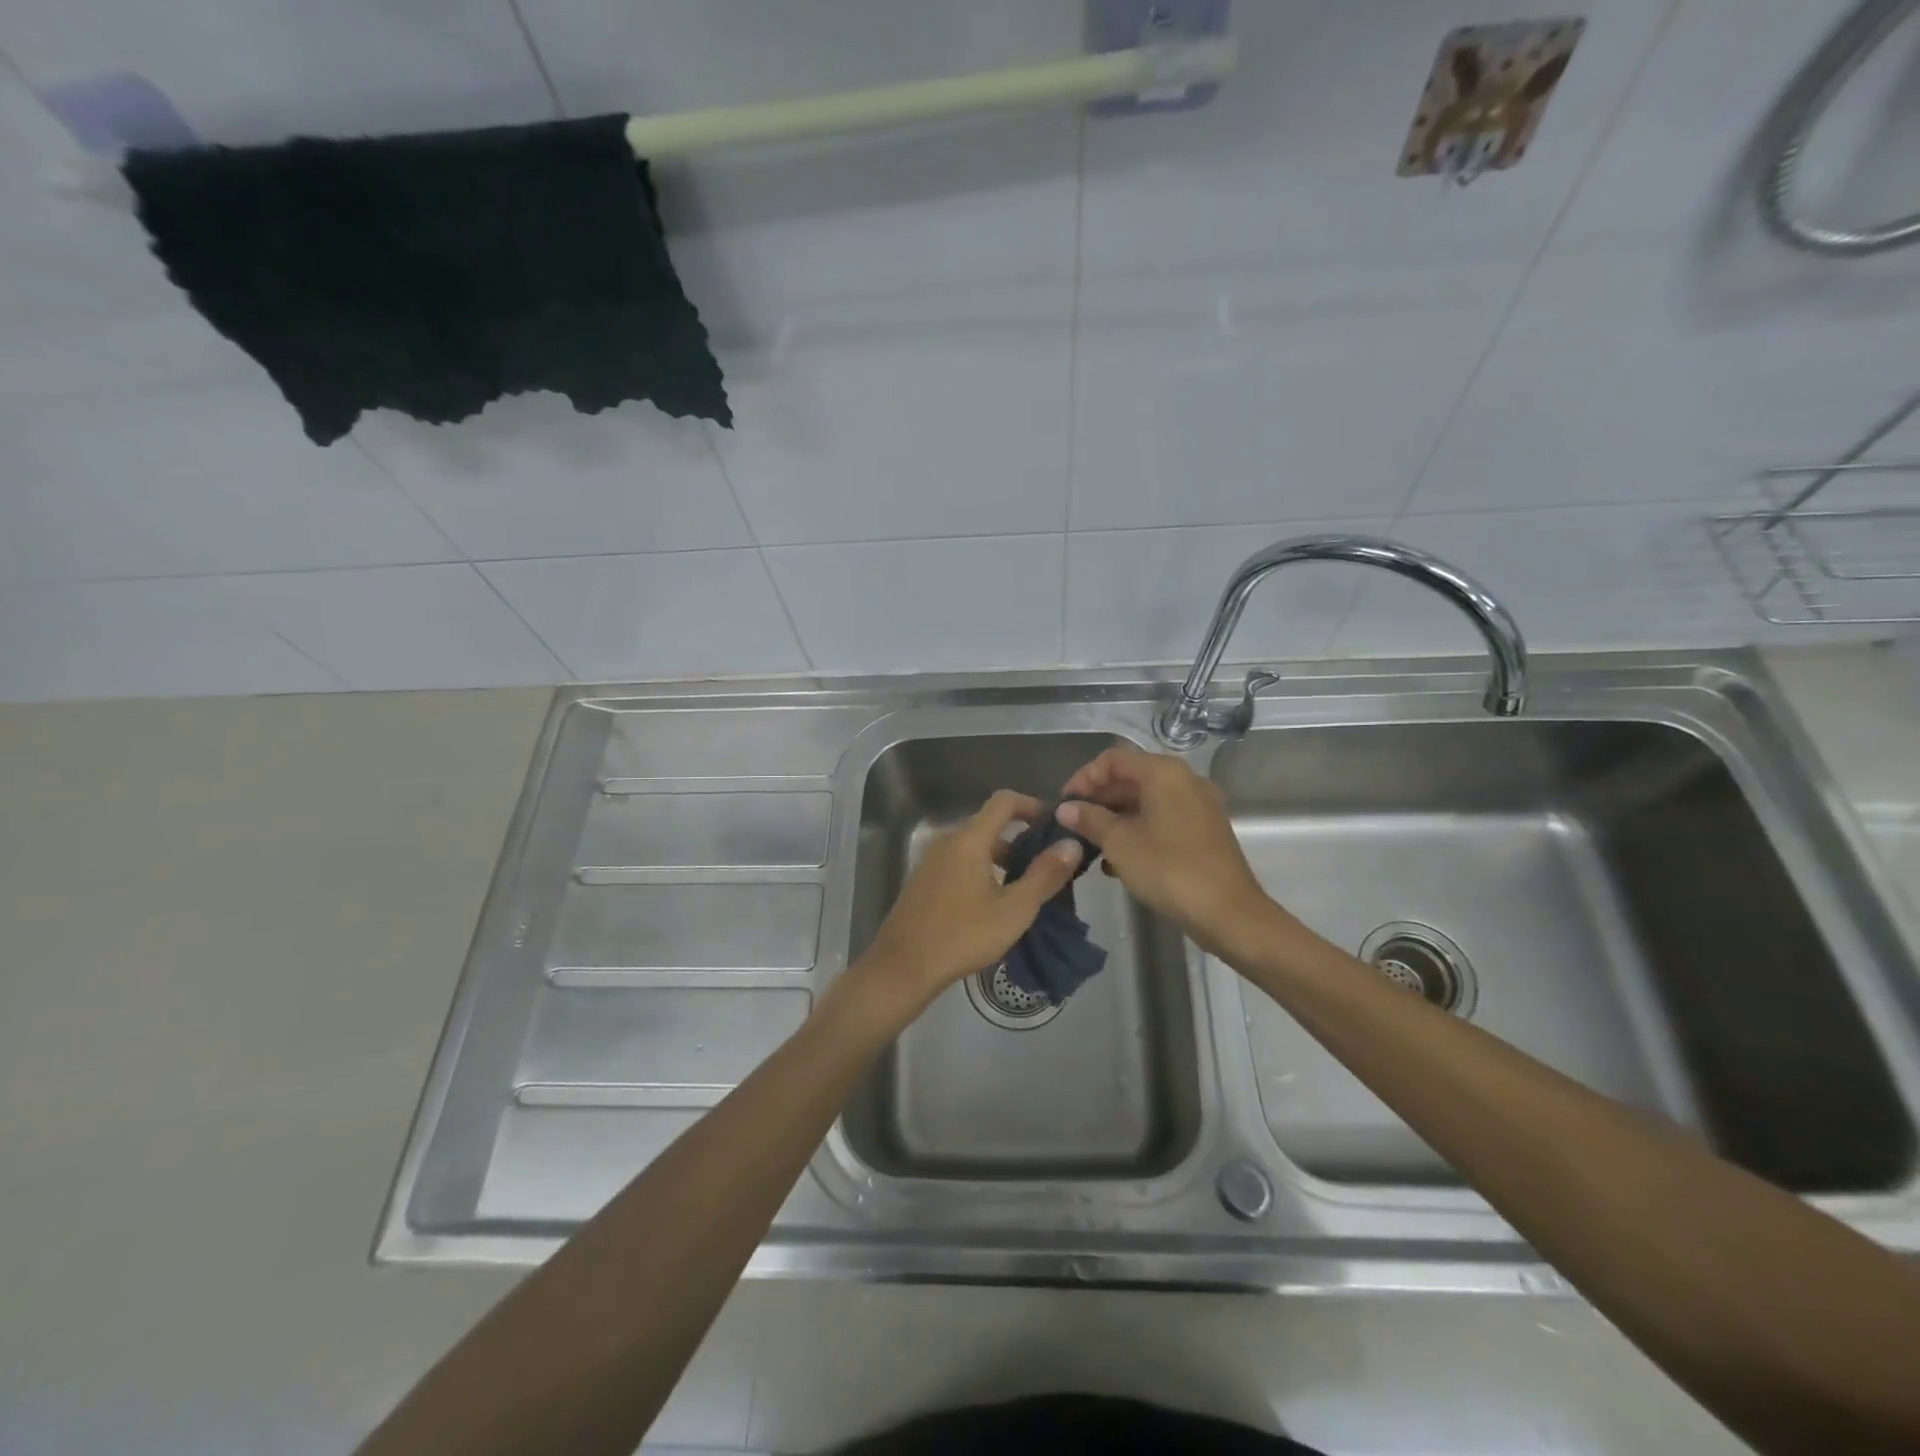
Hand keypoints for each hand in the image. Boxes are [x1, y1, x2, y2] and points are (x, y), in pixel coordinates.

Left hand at [848, 789, 1084, 1021]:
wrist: (903, 967)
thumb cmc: (963, 935)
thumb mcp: (1014, 909)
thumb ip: (1045, 875)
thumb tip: (1072, 844)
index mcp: (969, 839)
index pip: (1004, 801)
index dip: (1033, 806)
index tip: (1055, 825)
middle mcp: (948, 840)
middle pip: (990, 825)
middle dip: (1022, 839)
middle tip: (1049, 865)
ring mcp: (932, 860)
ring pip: (975, 847)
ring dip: (1003, 859)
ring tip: (1027, 888)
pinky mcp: (924, 880)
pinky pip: (960, 862)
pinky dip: (983, 870)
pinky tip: (995, 903)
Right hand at [1057, 745, 1274, 952]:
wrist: (1229, 913)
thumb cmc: (1169, 870)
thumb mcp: (1120, 843)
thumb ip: (1090, 819)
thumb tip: (1066, 808)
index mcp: (1164, 773)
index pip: (1113, 759)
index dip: (1084, 777)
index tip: (1065, 804)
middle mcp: (1184, 780)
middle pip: (1131, 777)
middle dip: (1099, 799)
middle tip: (1074, 825)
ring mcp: (1198, 805)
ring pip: (1146, 800)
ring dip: (1116, 817)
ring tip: (1091, 843)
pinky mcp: (1203, 830)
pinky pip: (1162, 818)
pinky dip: (1138, 829)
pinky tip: (1118, 859)